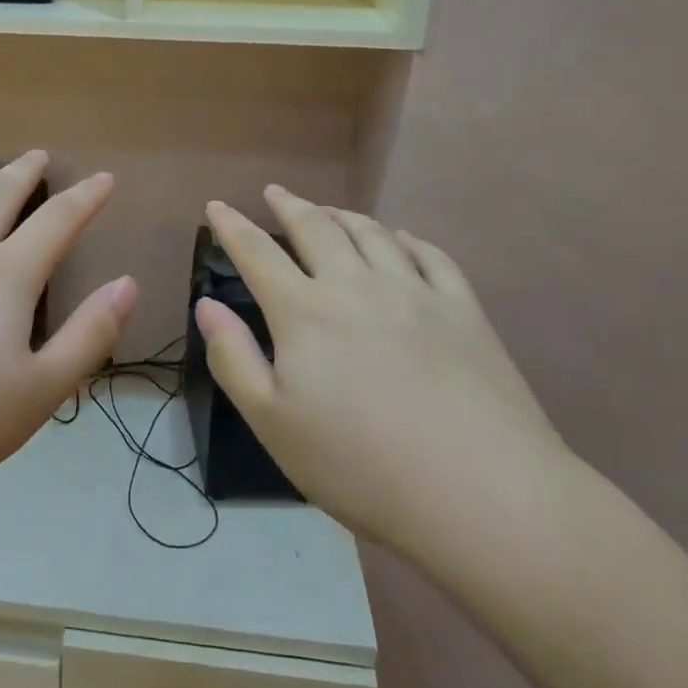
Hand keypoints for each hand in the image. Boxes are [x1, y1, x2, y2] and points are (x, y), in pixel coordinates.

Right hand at [196, 187, 573, 578]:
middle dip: (290, 206)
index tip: (217, 206)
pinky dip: (407, 239)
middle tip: (275, 193)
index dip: (232, 227)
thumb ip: (233, 358)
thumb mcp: (273, 423)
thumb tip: (207, 305)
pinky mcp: (462, 310)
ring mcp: (414, 292)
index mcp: (305, 312)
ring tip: (328, 210)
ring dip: (343, 215)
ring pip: (371, 233)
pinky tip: (401, 238)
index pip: (258, 253)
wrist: (481, 493)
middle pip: (316, 229)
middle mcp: (356, 285)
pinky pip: (430, 255)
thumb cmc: (360, 465)